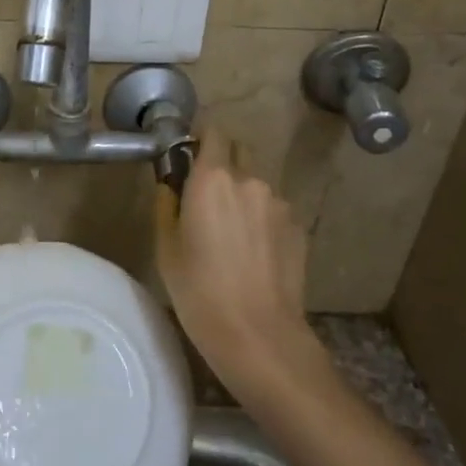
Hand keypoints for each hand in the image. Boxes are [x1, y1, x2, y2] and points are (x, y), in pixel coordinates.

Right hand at [155, 131, 328, 400]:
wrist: (257, 333)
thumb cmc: (198, 291)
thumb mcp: (166, 249)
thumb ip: (168, 205)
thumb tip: (172, 184)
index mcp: (211, 179)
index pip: (213, 132)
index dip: (200, 140)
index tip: (188, 158)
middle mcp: (250, 180)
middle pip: (238, 152)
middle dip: (222, 164)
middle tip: (207, 199)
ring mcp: (280, 203)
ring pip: (257, 185)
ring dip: (243, 196)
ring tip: (232, 236)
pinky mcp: (299, 226)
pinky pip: (274, 210)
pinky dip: (262, 220)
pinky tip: (254, 254)